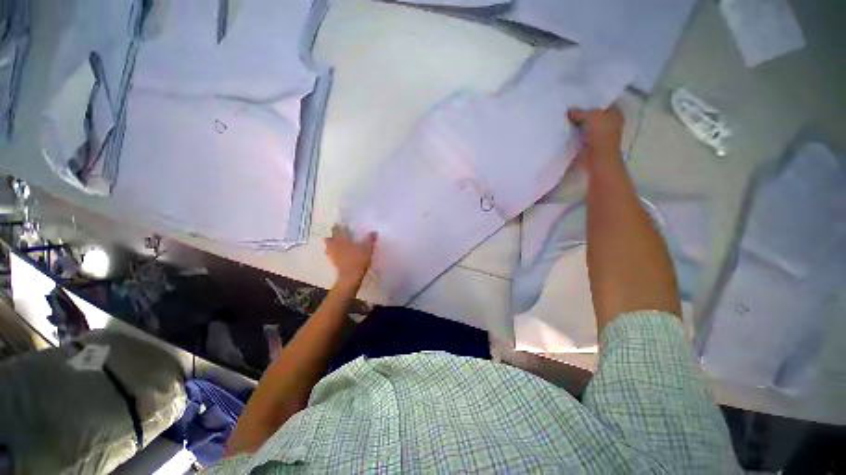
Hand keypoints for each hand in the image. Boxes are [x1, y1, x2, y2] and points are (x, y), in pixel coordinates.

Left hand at [324, 225, 376, 283]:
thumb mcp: (367, 249)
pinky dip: (332, 252)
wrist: (350, 276)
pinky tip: (338, 254)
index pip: (336, 229)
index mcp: (342, 239)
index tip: (341, 225)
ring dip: (331, 244)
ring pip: (328, 246)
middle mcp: (334, 244)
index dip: (338, 226)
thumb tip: (374, 232)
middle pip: (329, 237)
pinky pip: (330, 254)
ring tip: (337, 244)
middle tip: (339, 234)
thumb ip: (370, 240)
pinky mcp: (332, 262)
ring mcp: (331, 254)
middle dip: (332, 235)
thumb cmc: (358, 260)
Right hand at [568, 107, 623, 166]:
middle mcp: (610, 122)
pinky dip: (576, 134)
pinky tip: (568, 131)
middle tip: (570, 110)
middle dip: (583, 113)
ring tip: (566, 120)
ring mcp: (601, 134)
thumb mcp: (592, 116)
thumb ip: (580, 112)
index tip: (578, 101)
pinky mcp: (592, 144)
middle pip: (594, 115)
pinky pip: (582, 135)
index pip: (603, 103)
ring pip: (588, 125)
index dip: (591, 102)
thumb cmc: (601, 134)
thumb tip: (569, 111)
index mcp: (615, 113)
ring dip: (579, 124)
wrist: (598, 157)